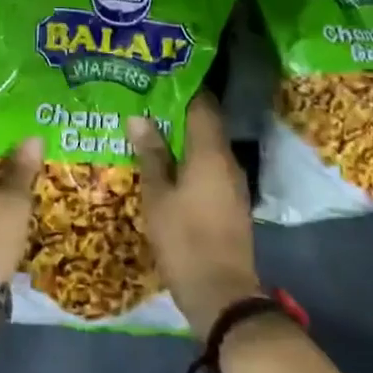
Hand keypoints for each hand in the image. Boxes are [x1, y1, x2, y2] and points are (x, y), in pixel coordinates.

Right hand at [130, 95, 260, 334]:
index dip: (182, 89)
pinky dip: (189, 162)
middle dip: (177, 114)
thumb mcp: (157, 195)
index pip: (202, 105)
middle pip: (205, 125)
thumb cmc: (184, 238)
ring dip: (182, 140)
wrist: (220, 292)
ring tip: (149, 132)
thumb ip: (150, 154)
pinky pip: (209, 169)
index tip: (157, 79)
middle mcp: (227, 161)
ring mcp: (232, 184)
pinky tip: (166, 167)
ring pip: (207, 149)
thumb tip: (139, 118)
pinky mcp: (230, 203)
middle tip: (144, 104)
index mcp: (210, 152)